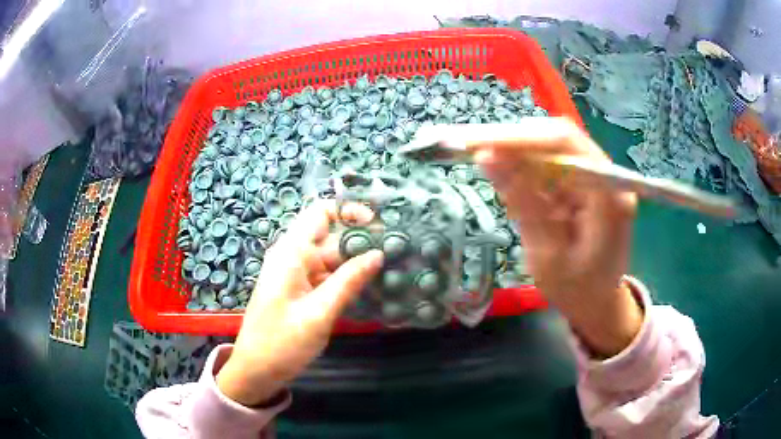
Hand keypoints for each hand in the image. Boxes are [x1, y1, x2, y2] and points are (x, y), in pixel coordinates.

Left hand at [217, 201, 383, 405]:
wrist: (256, 370)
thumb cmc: (282, 343)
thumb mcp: (318, 313)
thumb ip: (348, 281)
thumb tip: (378, 254)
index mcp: (291, 253)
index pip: (320, 212)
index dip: (349, 211)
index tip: (378, 226)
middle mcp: (293, 257)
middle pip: (331, 237)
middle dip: (361, 241)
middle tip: (396, 252)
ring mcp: (297, 275)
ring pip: (332, 258)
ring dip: (357, 262)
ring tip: (391, 268)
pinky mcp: (301, 291)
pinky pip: (327, 276)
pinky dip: (347, 279)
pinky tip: (371, 287)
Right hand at [473, 117, 642, 357]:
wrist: (598, 303)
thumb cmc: (576, 290)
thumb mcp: (546, 254)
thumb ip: (522, 203)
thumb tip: (486, 156)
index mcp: (609, 196)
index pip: (565, 144)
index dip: (520, 138)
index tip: (477, 142)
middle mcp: (608, 177)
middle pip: (558, 140)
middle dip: (513, 143)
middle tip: (469, 147)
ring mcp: (597, 178)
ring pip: (552, 149)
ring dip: (517, 155)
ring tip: (485, 164)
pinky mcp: (585, 183)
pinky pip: (552, 165)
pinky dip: (527, 171)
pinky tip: (511, 183)